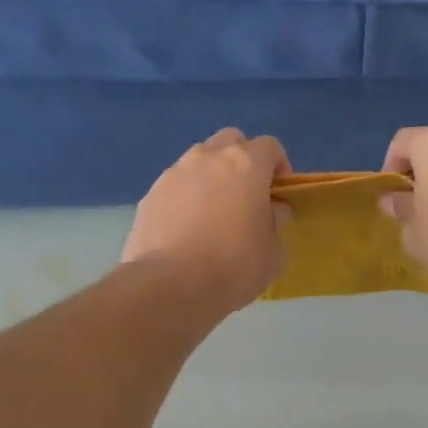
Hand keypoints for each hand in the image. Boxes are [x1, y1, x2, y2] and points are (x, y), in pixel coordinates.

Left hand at [123, 128, 291, 312]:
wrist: (169, 286)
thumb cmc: (233, 267)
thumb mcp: (274, 253)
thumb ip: (276, 223)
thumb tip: (271, 211)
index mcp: (245, 165)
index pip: (269, 146)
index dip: (279, 167)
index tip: (278, 195)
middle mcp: (207, 158)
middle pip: (230, 141)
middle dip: (242, 161)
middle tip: (246, 196)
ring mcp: (173, 174)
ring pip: (198, 161)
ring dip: (211, 178)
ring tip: (213, 216)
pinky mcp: (149, 196)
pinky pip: (175, 187)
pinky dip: (185, 199)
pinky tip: (187, 231)